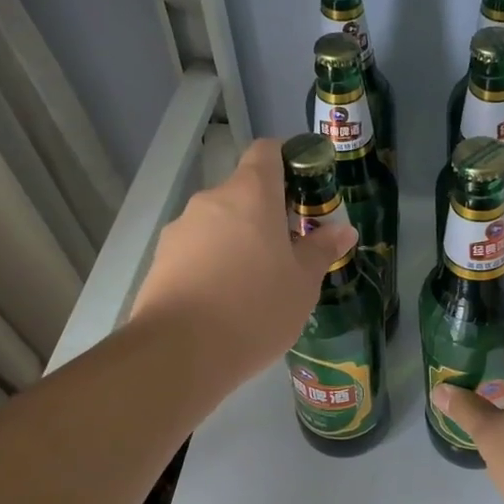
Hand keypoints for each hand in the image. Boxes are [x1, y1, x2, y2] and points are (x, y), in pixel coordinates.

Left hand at [131, 138, 355, 385]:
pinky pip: (197, 251)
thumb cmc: (255, 308)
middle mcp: (211, 201)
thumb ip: (322, 249)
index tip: (305, 189)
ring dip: (239, 242)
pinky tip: (225, 302)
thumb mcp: (303, 283)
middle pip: (243, 193)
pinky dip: (213, 265)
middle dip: (267, 215)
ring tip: (256, 286)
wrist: (179, 352)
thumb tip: (343, 229)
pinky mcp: (161, 261)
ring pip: (219, 224)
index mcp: (250, 194)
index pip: (267, 151)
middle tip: (288, 253)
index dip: (288, 160)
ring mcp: (180, 230)